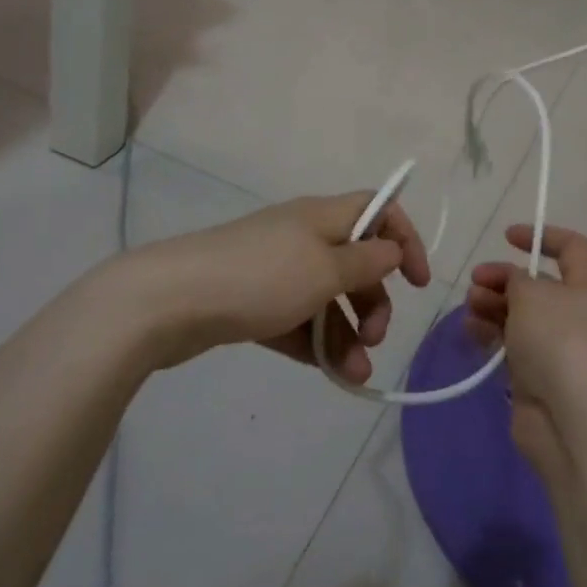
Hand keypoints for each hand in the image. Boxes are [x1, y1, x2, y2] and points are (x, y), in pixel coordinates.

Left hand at [111, 194, 430, 379]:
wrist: (169, 301)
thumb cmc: (261, 277)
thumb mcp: (325, 269)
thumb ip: (366, 261)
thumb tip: (391, 248)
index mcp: (322, 216)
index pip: (378, 211)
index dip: (404, 239)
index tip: (417, 281)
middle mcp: (302, 236)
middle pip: (355, 261)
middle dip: (373, 301)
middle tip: (376, 338)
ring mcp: (274, 270)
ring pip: (326, 297)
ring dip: (348, 333)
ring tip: (354, 375)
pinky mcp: (250, 302)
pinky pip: (296, 319)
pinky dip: (314, 342)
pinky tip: (326, 371)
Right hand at [465, 225, 586, 478]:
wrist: (571, 419)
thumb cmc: (558, 341)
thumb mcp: (532, 294)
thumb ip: (515, 278)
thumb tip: (512, 281)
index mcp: (585, 286)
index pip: (571, 247)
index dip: (542, 236)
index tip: (507, 236)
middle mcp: (574, 312)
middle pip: (536, 283)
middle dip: (503, 277)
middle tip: (476, 281)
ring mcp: (554, 345)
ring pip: (519, 313)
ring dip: (491, 304)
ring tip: (471, 307)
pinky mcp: (535, 374)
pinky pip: (509, 343)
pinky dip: (489, 333)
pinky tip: (470, 331)